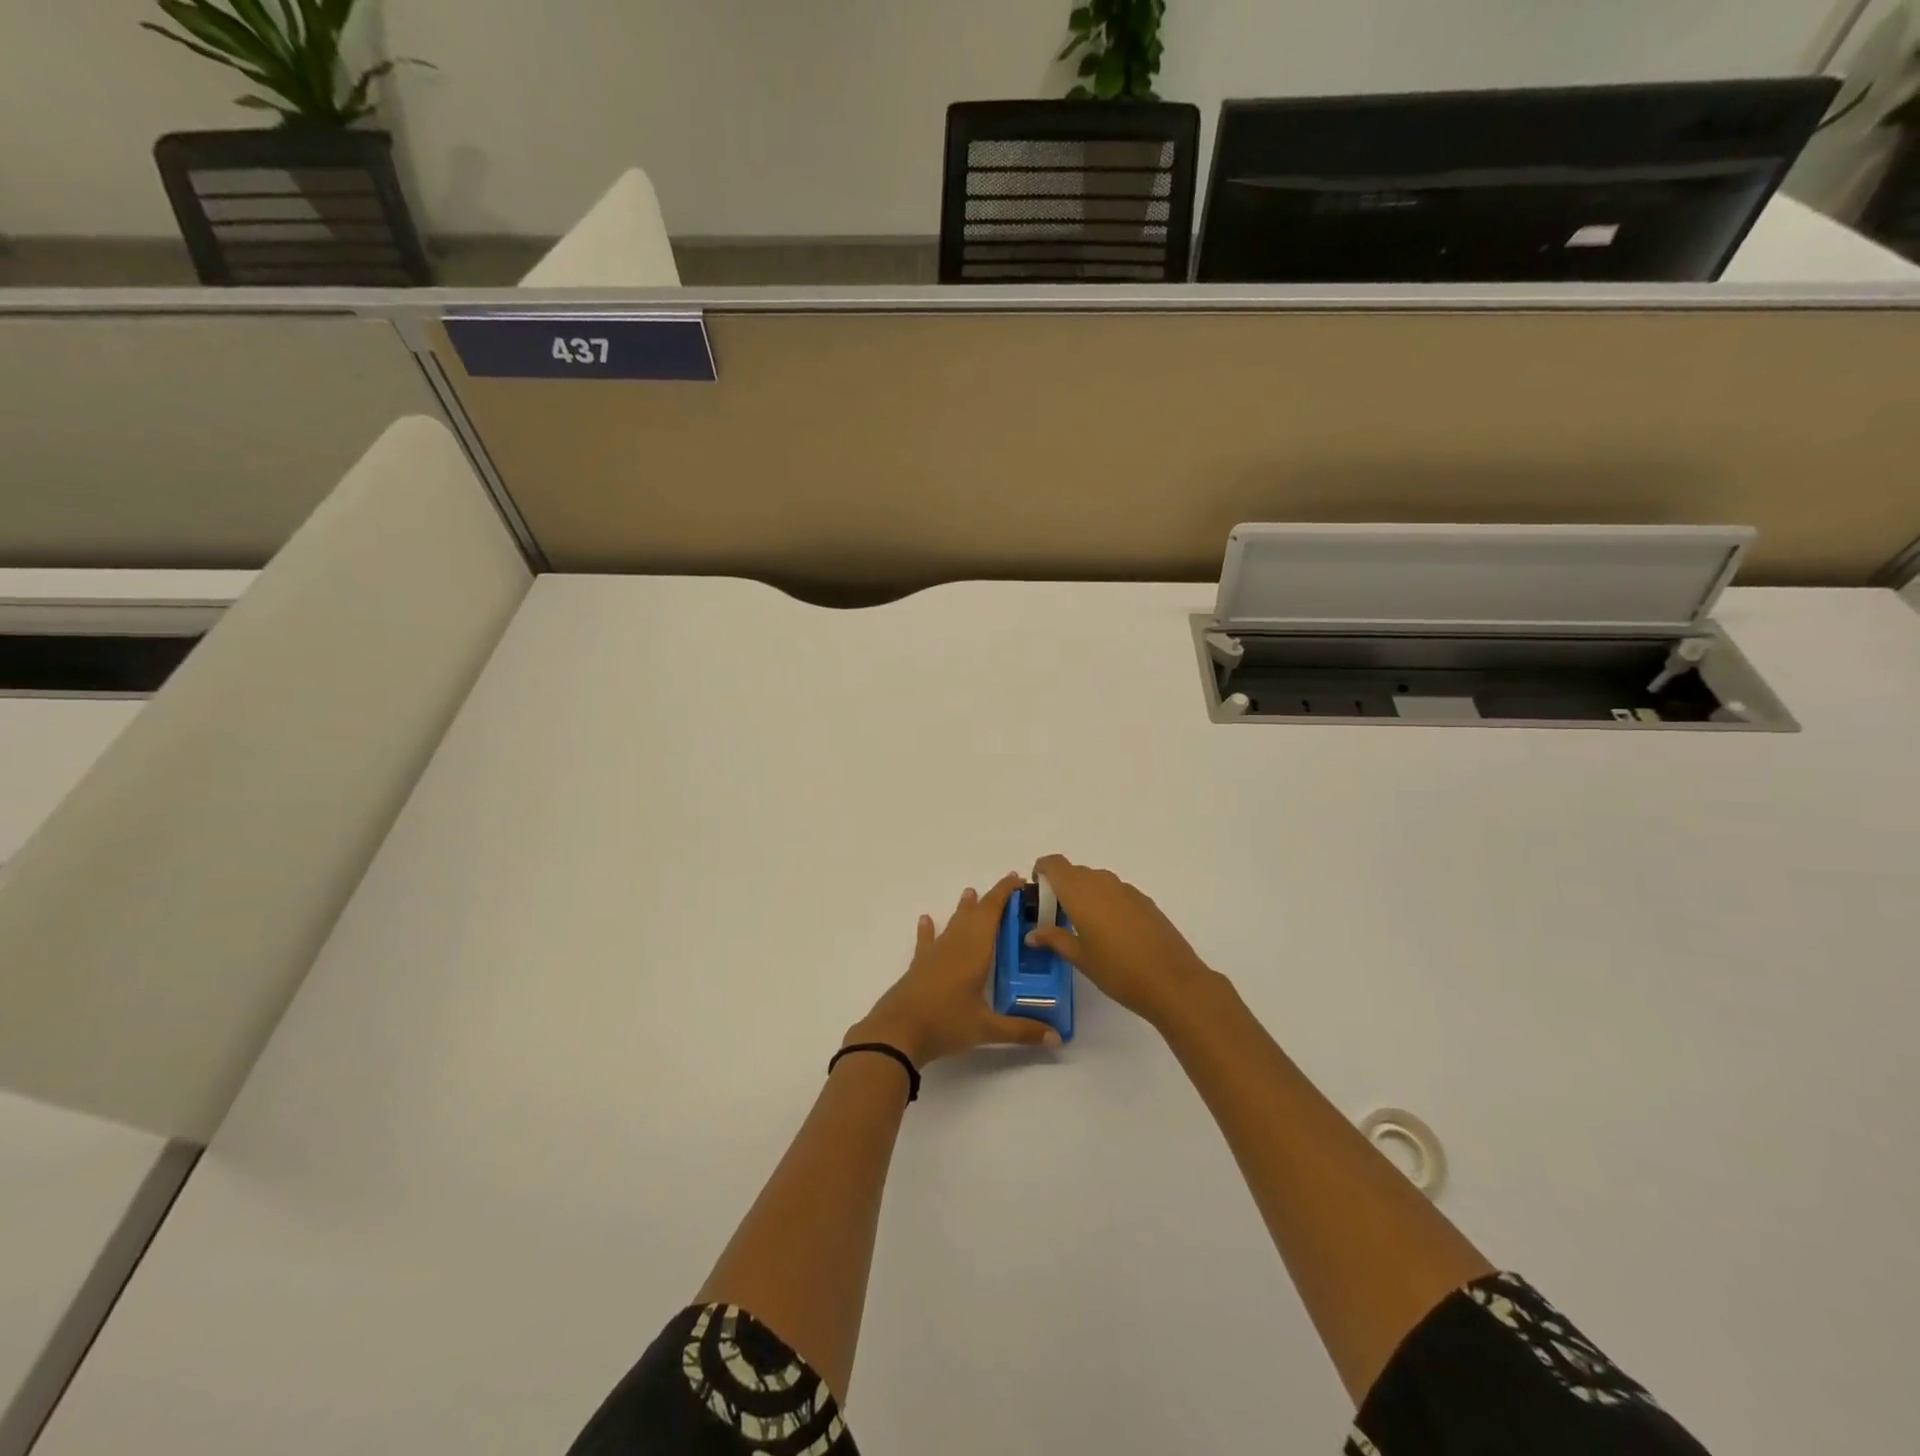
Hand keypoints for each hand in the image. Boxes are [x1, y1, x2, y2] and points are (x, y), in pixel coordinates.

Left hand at [847, 873, 1059, 1066]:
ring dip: (964, 909)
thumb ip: (1022, 1031)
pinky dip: (928, 929)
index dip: (1004, 893)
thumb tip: (1057, 1039)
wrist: (897, 1032)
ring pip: (953, 924)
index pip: (992, 912)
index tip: (1019, 880)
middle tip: (1009, 890)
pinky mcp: (919, 966)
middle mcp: (955, 945)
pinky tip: (926, 920)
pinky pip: (927, 941)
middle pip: (974, 914)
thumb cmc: (945, 1023)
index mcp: (974, 951)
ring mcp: (934, 954)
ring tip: (970, 893)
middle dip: (991, 899)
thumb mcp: (986, 1029)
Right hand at [1027, 855, 1215, 1028]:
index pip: (1054, 864)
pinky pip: (1116, 892)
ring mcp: (1126, 890)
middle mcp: (1102, 882)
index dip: (1042, 870)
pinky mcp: (1144, 901)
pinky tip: (1113, 933)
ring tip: (1085, 927)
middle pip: (1075, 872)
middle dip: (1062, 887)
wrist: (1172, 981)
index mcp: (1080, 892)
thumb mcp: (1079, 957)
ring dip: (1085, 895)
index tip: (1038, 892)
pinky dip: (1106, 903)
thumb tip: (1032, 933)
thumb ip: (1054, 939)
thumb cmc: (1117, 970)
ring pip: (1097, 881)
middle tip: (1057, 916)